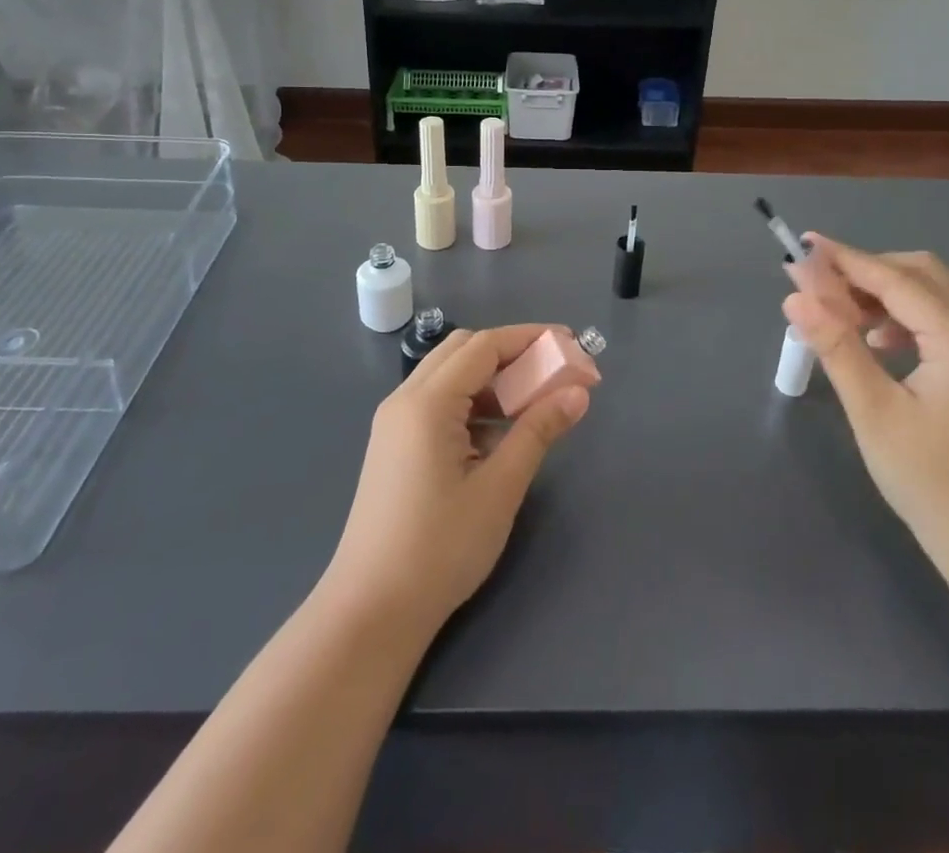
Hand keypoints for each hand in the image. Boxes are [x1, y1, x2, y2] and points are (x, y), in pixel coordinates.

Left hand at [324, 325, 590, 635]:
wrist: (370, 611)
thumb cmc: (440, 548)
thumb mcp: (499, 488)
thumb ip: (538, 431)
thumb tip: (578, 393)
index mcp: (428, 402)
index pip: (484, 346)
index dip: (529, 338)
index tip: (570, 343)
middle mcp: (405, 399)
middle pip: (462, 350)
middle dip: (510, 352)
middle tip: (552, 371)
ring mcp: (394, 423)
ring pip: (448, 376)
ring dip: (490, 378)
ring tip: (532, 402)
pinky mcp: (393, 445)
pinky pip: (436, 403)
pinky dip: (470, 403)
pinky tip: (497, 434)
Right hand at [784, 238, 948, 579]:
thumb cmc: (931, 481)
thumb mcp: (874, 412)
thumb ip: (836, 346)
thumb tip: (795, 296)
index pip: (896, 279)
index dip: (846, 259)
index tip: (802, 245)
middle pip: (920, 274)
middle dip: (867, 270)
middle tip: (820, 288)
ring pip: (928, 296)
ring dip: (882, 293)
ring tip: (840, 318)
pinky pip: (934, 322)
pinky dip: (899, 317)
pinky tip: (874, 344)